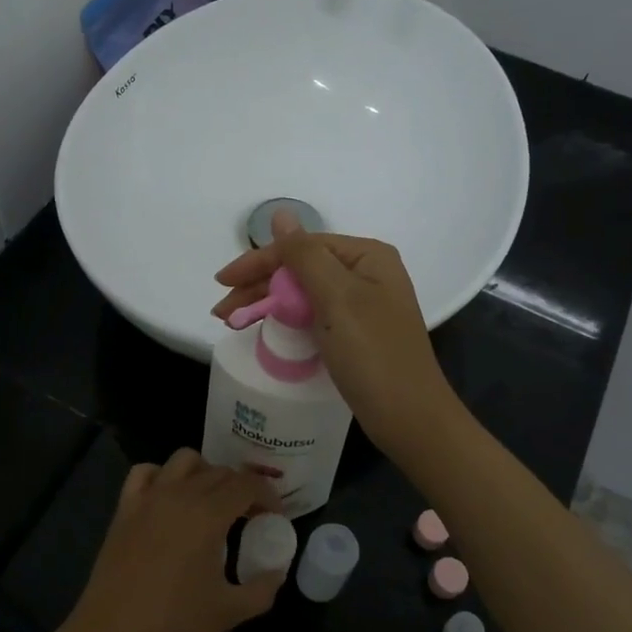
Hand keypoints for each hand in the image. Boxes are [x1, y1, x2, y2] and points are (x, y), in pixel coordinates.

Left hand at [59, 450, 282, 631]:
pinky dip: (163, 475)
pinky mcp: (125, 507)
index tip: (274, 515)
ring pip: (185, 460)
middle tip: (250, 515)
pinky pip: (146, 472)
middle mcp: (180, 494)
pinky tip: (170, 498)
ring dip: (206, 472)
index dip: (268, 495)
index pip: (247, 484)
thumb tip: (278, 569)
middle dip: (242, 487)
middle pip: (220, 471)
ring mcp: (149, 497)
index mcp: (209, 514)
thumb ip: (264, 587)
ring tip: (212, 501)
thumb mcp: (231, 612)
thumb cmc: (174, 624)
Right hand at [212, 213, 459, 457]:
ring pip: (304, 294)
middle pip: (301, 269)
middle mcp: (367, 275)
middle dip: (259, 286)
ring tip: (232, 322)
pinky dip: (287, 321)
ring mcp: (362, 306)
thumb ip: (304, 255)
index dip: (259, 261)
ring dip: (268, 303)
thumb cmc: (373, 354)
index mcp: (367, 257)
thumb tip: (280, 214)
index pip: (302, 247)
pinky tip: (266, 329)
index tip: (221, 283)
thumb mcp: (337, 298)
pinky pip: (313, 316)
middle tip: (222, 312)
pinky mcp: (356, 335)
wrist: (409, 418)